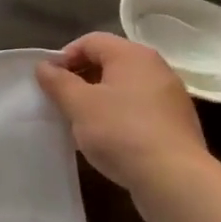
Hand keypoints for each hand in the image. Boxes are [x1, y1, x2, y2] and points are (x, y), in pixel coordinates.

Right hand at [36, 33, 209, 200]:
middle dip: (80, 78)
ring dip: (98, 99)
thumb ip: (57, 81)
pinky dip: (118, 116)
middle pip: (108, 63)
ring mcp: (170, 97)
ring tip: (80, 122)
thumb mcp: (78, 104)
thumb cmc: (121, 131)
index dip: (64, 57)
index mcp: (133, 55)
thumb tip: (44, 66)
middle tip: (62, 101)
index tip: (50, 82)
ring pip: (123, 88)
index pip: (90, 41)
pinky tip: (107, 139)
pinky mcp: (176, 124)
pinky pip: (138, 109)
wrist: (174, 180)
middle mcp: (156, 69)